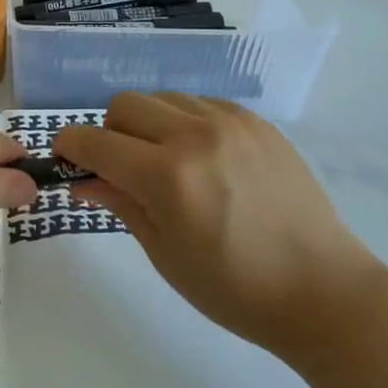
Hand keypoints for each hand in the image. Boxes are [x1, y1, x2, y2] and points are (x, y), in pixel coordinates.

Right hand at [54, 93, 381, 360]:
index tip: (65, 158)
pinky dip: (187, 122)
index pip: (95, 141)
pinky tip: (204, 158)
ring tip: (167, 163)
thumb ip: (120, 204)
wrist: (322, 288)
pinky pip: (202, 104)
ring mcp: (230, 122)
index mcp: (167, 177)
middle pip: (125, 104)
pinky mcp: (257, 121)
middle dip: (110, 132)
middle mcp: (195, 135)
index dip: (70, 146)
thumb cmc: (235, 288)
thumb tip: (82, 179)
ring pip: (164, 98)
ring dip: (149, 124)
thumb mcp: (166, 254)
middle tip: (122, 168)